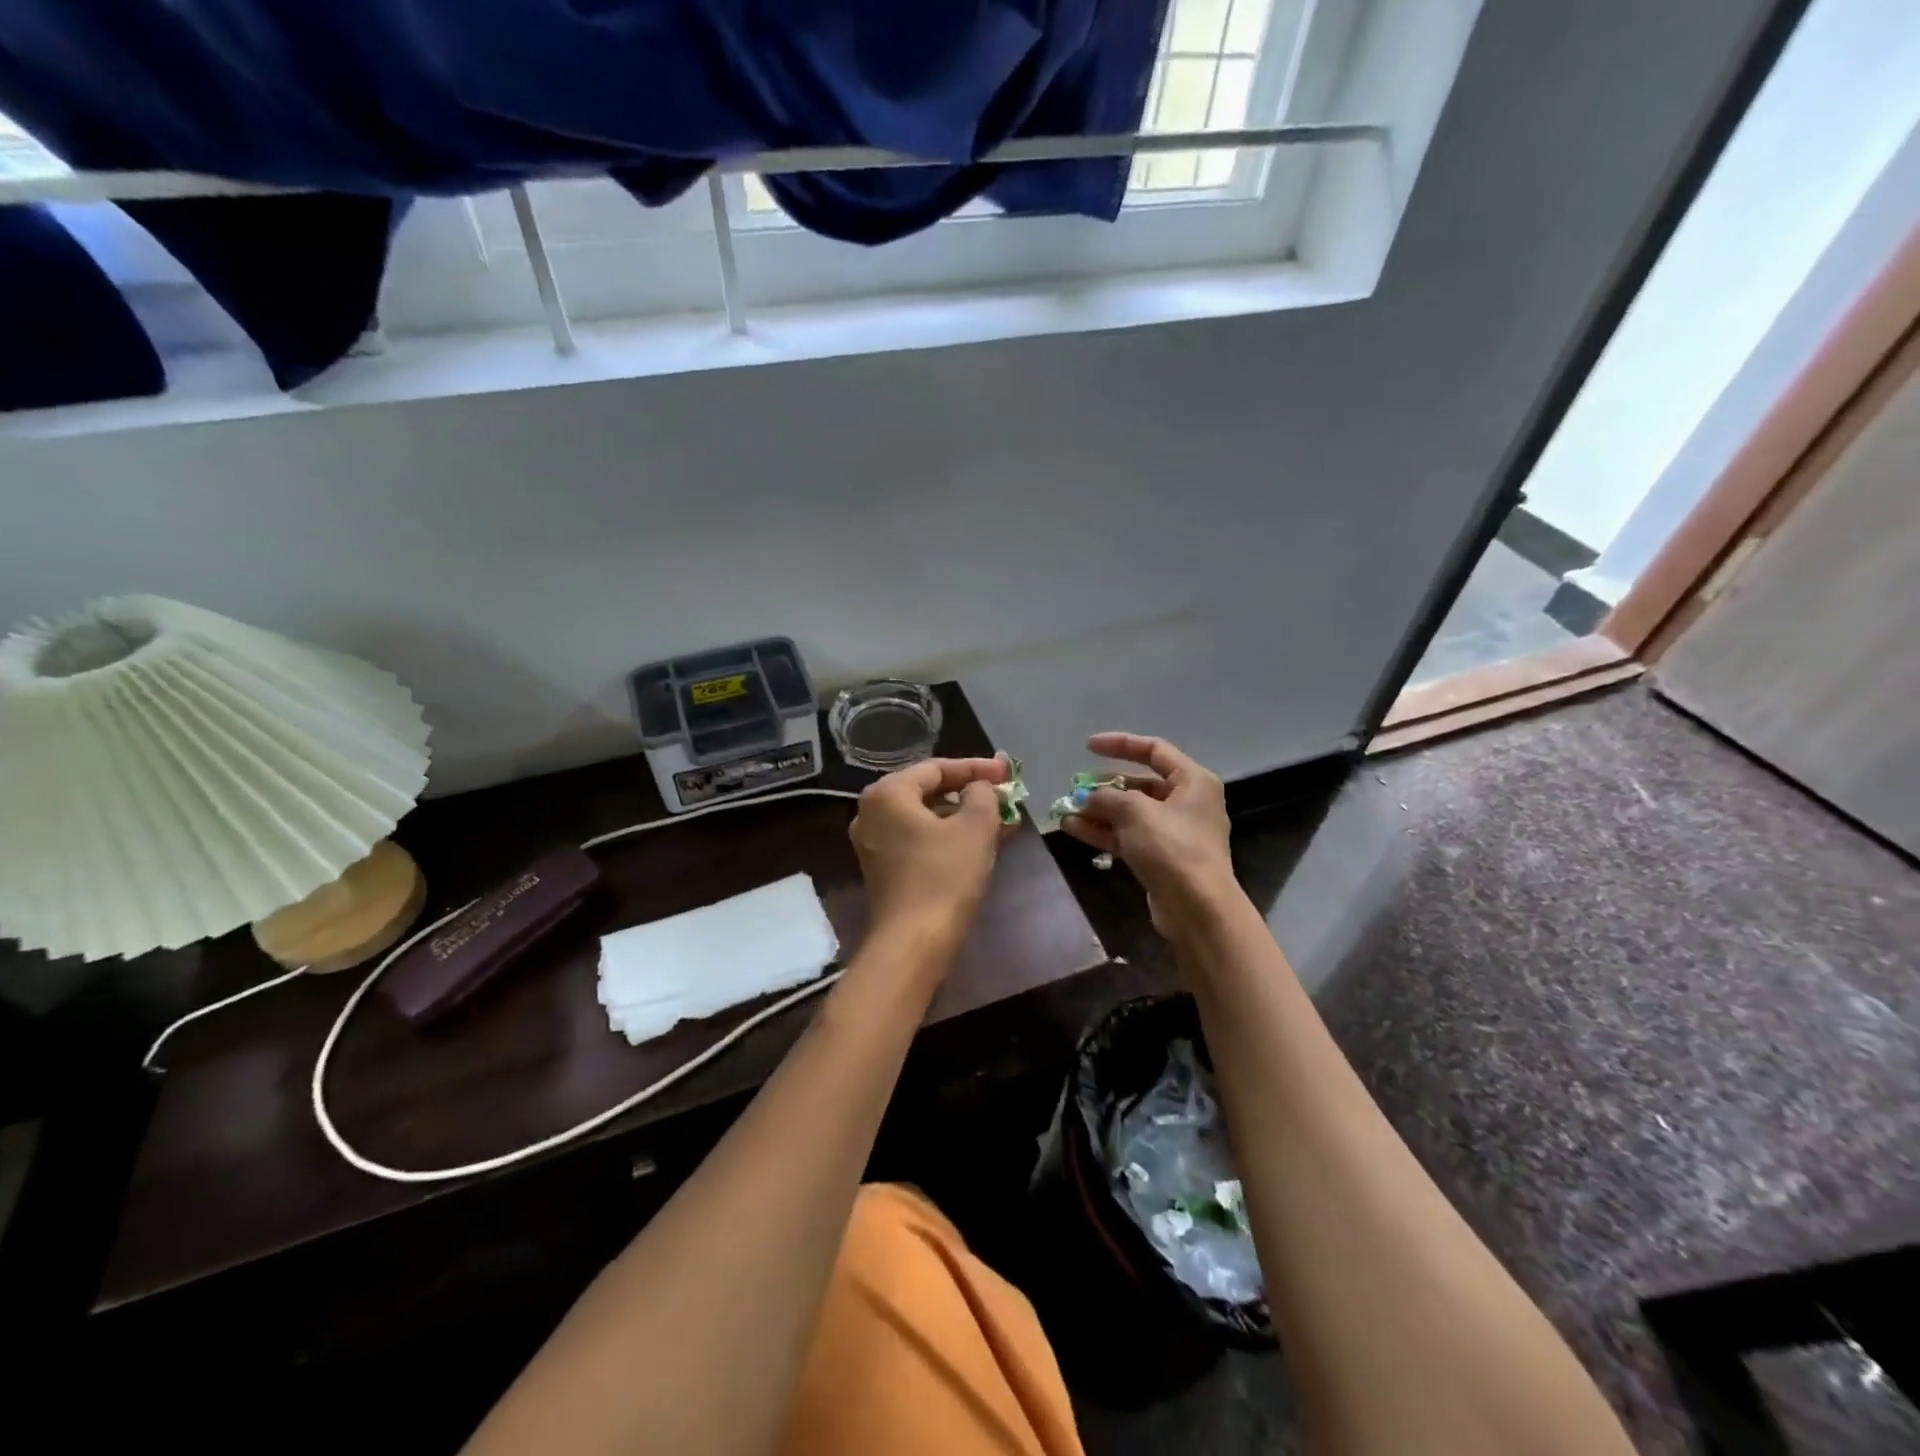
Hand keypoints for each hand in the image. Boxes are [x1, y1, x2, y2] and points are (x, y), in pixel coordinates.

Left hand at [849, 756, 1009, 953]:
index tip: (1007, 773)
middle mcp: (871, 813)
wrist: (914, 942)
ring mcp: (873, 843)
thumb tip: (978, 789)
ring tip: (1001, 820)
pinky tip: (980, 843)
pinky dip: (948, 837)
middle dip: (970, 793)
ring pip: (926, 818)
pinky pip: (919, 840)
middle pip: (928, 791)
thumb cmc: (944, 876)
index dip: (976, 768)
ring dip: (963, 817)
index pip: (936, 768)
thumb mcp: (975, 827)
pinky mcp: (882, 869)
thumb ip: (982, 794)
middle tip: (1004, 795)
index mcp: (887, 794)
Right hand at [1059, 733, 1233, 927]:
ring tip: (1066, 810)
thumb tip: (1087, 797)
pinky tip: (1073, 829)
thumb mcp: (1135, 812)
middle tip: (1075, 788)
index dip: (1120, 744)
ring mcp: (1175, 833)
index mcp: (1193, 781)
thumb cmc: (1172, 847)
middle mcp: (1187, 802)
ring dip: (1099, 811)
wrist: (1197, 909)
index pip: (1154, 750)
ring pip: (1131, 813)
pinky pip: (1129, 836)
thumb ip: (1107, 797)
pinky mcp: (1162, 858)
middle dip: (1104, 786)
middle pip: (1140, 784)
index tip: (1088, 747)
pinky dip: (1104, 831)